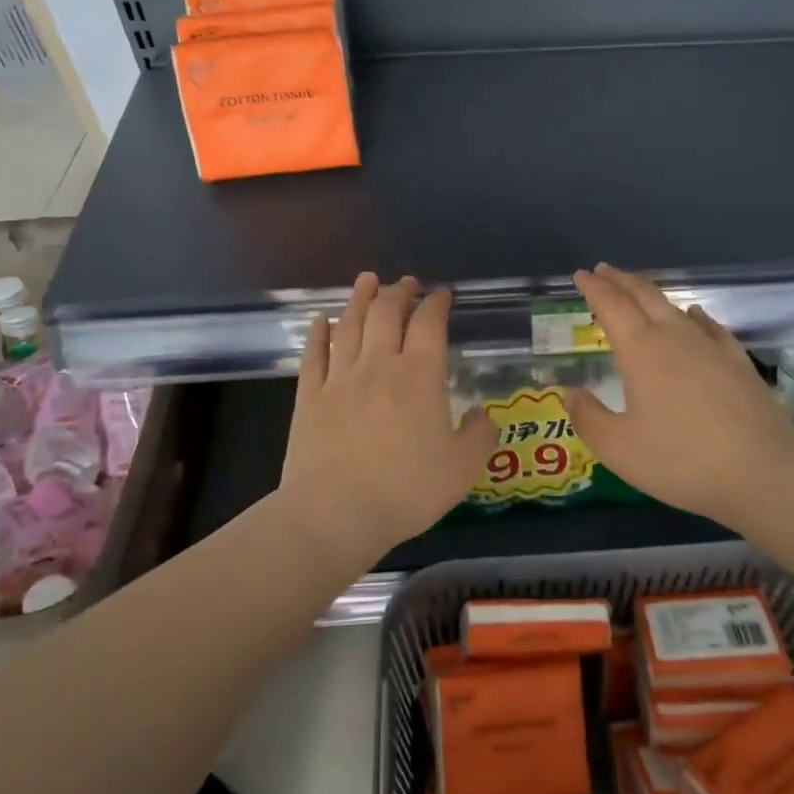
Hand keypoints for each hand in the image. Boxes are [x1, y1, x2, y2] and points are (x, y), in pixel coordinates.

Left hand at [279, 273, 494, 568]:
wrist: (336, 513)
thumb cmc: (407, 490)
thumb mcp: (462, 468)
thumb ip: (479, 436)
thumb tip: (483, 415)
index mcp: (419, 377)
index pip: (429, 325)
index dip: (436, 304)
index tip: (442, 295)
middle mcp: (379, 365)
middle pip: (386, 314)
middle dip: (399, 293)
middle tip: (405, 283)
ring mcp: (339, 379)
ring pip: (350, 325)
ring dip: (360, 298)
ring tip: (367, 280)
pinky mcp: (309, 397)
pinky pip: (314, 355)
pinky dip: (318, 333)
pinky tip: (321, 320)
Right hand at [566, 264, 793, 526]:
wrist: (761, 471)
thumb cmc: (680, 459)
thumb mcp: (618, 448)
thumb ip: (588, 418)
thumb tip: (572, 393)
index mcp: (641, 351)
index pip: (612, 306)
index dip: (594, 289)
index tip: (581, 275)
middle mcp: (675, 337)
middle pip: (644, 296)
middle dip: (620, 281)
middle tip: (603, 271)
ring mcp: (711, 346)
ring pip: (675, 307)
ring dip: (651, 295)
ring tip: (638, 292)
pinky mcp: (738, 362)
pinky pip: (709, 326)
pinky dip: (692, 315)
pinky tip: (694, 316)